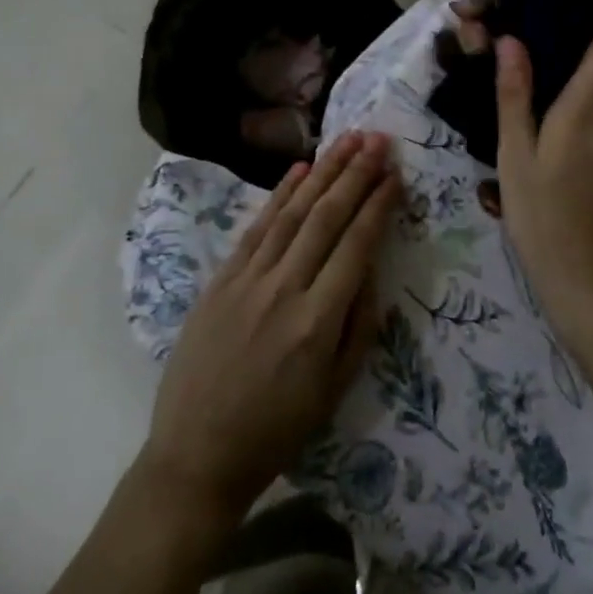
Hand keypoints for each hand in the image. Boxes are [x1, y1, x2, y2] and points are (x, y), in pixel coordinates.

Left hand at [141, 131, 397, 520]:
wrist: (196, 454)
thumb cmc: (275, 430)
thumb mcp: (334, 390)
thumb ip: (360, 326)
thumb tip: (373, 270)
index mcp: (317, 321)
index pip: (356, 246)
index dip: (378, 205)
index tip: (396, 174)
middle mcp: (284, 289)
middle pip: (326, 217)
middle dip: (356, 173)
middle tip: (378, 139)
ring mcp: (248, 279)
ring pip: (292, 212)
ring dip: (323, 171)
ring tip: (348, 139)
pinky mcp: (221, 278)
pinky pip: (257, 227)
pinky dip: (280, 194)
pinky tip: (300, 169)